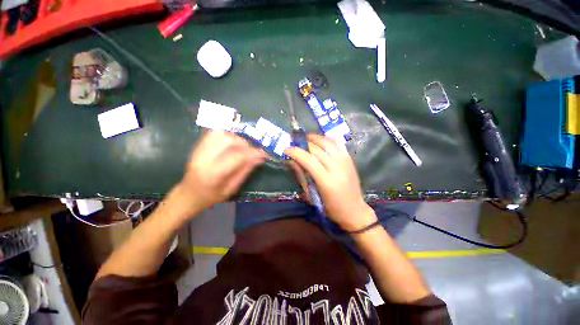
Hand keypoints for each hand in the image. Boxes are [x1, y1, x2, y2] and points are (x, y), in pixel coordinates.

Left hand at [179, 131, 266, 211]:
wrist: (188, 194)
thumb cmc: (211, 196)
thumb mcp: (231, 189)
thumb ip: (245, 171)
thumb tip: (259, 158)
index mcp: (213, 174)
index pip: (237, 156)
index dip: (253, 153)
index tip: (263, 154)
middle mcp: (204, 159)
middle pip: (228, 141)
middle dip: (245, 144)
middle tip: (252, 151)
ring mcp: (199, 150)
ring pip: (221, 134)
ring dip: (236, 138)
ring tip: (242, 147)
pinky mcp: (198, 146)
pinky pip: (214, 134)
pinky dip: (227, 135)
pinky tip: (232, 143)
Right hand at [285, 134, 375, 230]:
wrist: (354, 210)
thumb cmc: (330, 208)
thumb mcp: (311, 195)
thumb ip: (301, 176)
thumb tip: (291, 161)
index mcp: (326, 181)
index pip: (308, 160)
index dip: (296, 152)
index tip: (287, 150)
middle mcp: (337, 168)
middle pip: (317, 149)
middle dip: (303, 144)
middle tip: (294, 144)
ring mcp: (345, 162)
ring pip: (328, 143)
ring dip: (315, 138)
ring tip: (306, 139)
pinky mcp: (350, 159)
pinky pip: (337, 144)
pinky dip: (327, 139)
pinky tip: (320, 141)